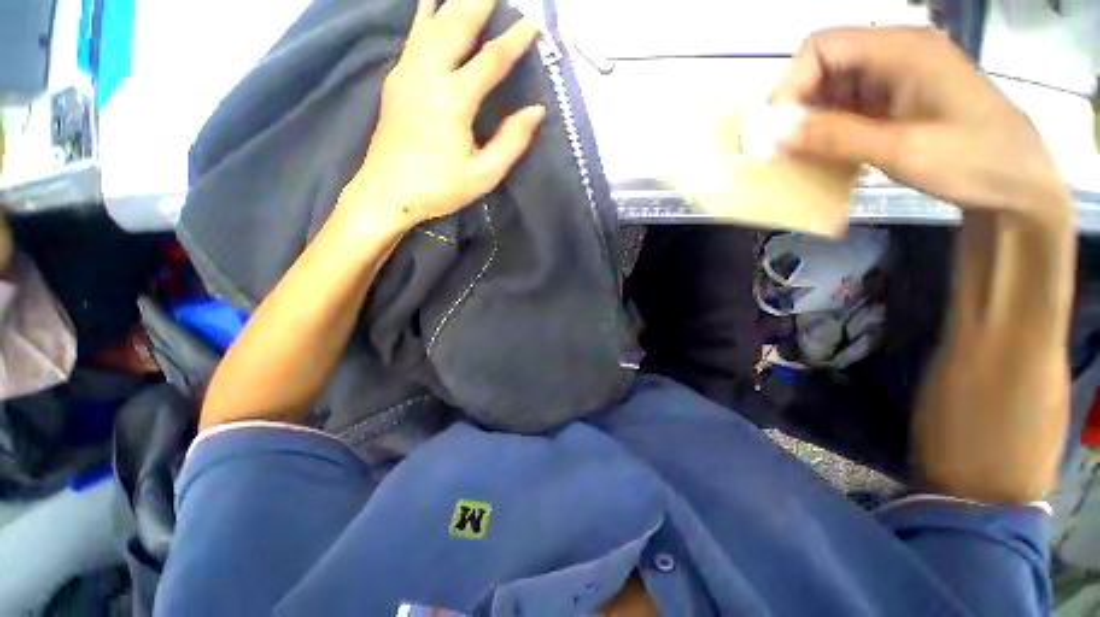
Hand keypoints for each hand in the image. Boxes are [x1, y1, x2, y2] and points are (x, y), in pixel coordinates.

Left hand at [338, 0, 544, 230]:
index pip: (491, 60)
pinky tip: (431, 2)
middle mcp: (427, 75)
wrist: (385, 193)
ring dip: (453, 1)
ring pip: (431, 22)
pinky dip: (425, 13)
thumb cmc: (438, 189)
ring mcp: (406, 73)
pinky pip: (414, 35)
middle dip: (480, 2)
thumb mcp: (483, 176)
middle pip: (456, 24)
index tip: (533, 24)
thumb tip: (536, 111)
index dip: (515, 41)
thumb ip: (511, 142)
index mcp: (452, 101)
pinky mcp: (395, 79)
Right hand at [772, 27, 1067, 225]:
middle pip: (823, 65)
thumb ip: (836, 136)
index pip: (822, 47)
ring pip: (831, 88)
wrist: (1017, 184)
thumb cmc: (973, 161)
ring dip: (808, 120)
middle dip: (795, 105)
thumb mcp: (902, 149)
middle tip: (780, 148)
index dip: (790, 84)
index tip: (775, 130)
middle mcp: (894, 54)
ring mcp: (895, 77)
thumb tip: (774, 134)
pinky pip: (846, 106)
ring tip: (798, 155)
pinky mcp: (894, 100)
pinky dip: (826, 129)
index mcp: (902, 49)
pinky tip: (823, 152)